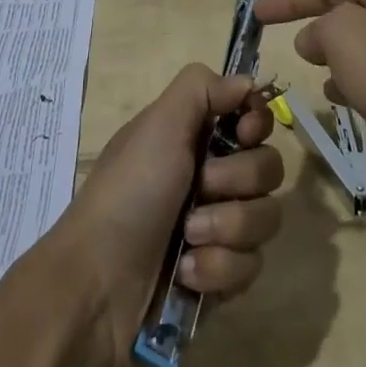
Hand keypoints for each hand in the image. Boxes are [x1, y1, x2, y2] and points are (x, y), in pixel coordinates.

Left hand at [43, 64, 282, 366]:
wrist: (97, 285)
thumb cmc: (128, 192)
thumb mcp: (159, 124)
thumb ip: (202, 88)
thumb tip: (246, 81)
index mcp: (195, 136)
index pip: (254, 119)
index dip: (257, 124)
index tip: (243, 133)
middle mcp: (212, 176)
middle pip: (268, 167)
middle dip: (236, 181)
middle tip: (199, 188)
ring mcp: (219, 229)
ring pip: (266, 218)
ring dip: (226, 228)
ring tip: (187, 239)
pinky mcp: (221, 277)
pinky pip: (250, 266)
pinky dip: (217, 269)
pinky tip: (186, 274)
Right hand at [255, 0, 365, 178]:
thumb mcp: (342, 36)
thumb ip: (318, 27)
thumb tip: (315, 39)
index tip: (255, 12)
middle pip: (348, 8)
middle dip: (317, 25)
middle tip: (291, 45)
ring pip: (364, 40)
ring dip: (337, 55)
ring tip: (318, 74)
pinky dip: (359, 77)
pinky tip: (345, 98)